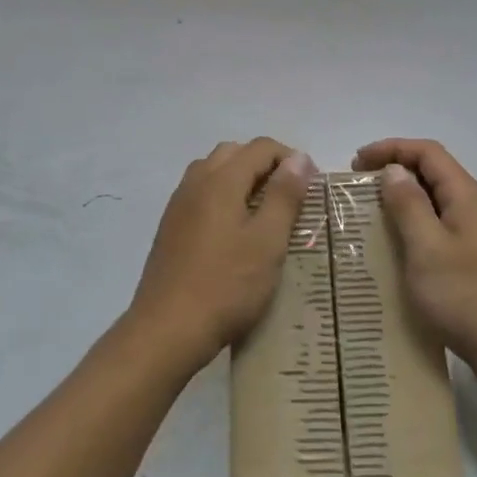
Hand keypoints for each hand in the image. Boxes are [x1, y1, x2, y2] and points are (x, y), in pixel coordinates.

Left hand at [127, 139, 316, 373]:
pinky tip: (233, 231)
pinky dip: (222, 197)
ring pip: (213, 171)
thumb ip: (284, 196)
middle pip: (234, 153)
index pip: (260, 147)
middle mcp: (196, 182)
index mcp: (221, 180)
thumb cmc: (226, 285)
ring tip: (263, 212)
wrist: (166, 330)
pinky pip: (200, 194)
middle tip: (288, 196)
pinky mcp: (170, 227)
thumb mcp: (267, 242)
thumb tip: (299, 158)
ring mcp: (178, 205)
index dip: (290, 158)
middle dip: (264, 164)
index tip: (309, 186)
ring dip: (240, 178)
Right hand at [354, 139, 476, 394]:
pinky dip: (415, 227)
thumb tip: (393, 170)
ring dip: (404, 201)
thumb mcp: (428, 250)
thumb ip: (409, 206)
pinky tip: (398, 249)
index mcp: (466, 196)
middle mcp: (476, 207)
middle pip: (433, 173)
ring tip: (371, 216)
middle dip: (395, 172)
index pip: (427, 152)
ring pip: (436, 202)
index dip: (391, 148)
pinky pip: (441, 229)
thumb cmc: (469, 298)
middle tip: (359, 189)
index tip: (356, 162)